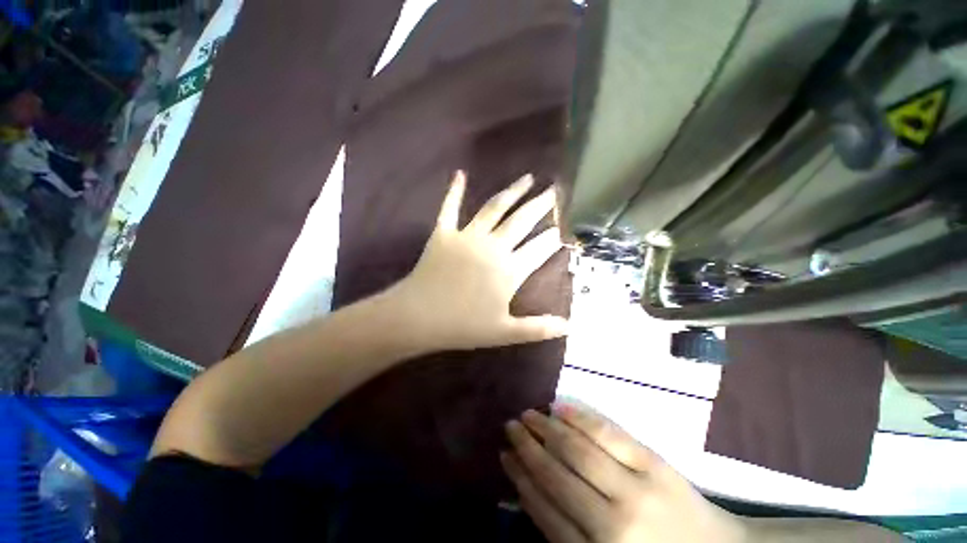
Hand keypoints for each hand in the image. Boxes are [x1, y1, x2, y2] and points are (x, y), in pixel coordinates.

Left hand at [387, 170, 568, 350]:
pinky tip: (460, 174)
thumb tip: (569, 327)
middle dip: (541, 205)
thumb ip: (538, 329)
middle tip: (555, 191)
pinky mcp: (444, 234)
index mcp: (509, 270)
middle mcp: (493, 247)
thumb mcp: (504, 333)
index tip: (563, 228)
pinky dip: (454, 191)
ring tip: (527, 178)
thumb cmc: (463, 326)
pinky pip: (450, 208)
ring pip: (495, 208)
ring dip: (512, 192)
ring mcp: (467, 237)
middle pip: (522, 221)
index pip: (539, 249)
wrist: (418, 318)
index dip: (552, 239)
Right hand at [501, 403, 746, 542]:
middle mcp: (612, 524)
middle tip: (510, 427)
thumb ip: (569, 535)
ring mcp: (635, 488)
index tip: (505, 457)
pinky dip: (579, 417)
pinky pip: (607, 433)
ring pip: (577, 449)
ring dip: (547, 429)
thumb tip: (531, 490)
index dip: (520, 480)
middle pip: (557, 476)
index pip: (544, 511)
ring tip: (528, 415)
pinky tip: (560, 407)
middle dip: (528, 448)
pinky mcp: (653, 463)